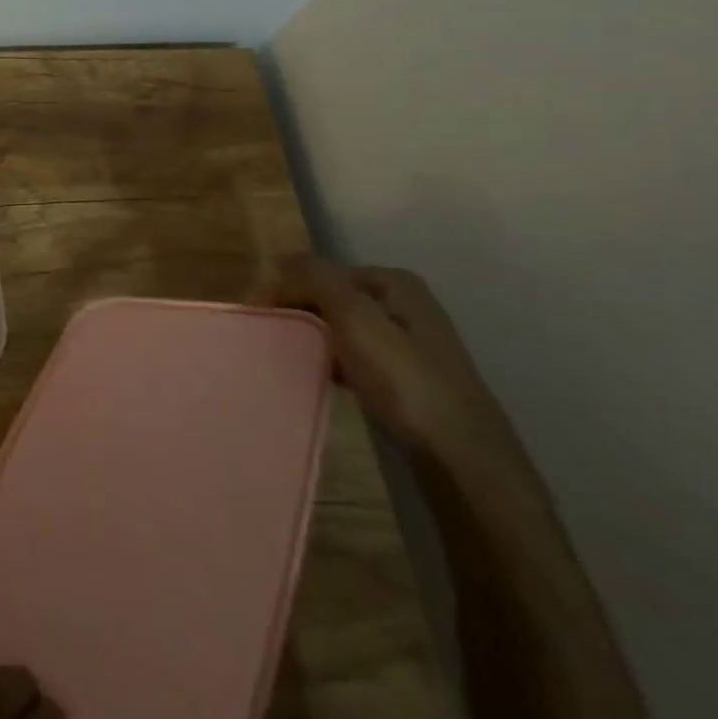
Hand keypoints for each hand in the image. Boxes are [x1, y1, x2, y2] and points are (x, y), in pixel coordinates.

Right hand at [251, 254, 517, 461]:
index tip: (255, 314)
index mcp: (394, 282)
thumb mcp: (354, 317)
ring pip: (343, 328)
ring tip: (288, 355)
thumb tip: (280, 259)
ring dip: (313, 337)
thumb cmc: (404, 380)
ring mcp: (409, 344)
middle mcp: (405, 305)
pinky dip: (333, 361)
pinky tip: (321, 377)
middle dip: (299, 311)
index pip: (321, 272)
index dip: (285, 287)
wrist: (461, 459)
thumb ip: (315, 279)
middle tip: (268, 334)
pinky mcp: (408, 380)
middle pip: (332, 297)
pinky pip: (355, 357)